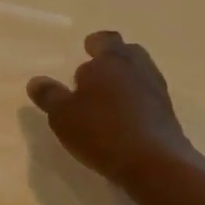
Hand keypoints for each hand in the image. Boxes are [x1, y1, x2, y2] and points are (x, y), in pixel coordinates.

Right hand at [28, 31, 204, 191]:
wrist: (155, 164)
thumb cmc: (102, 131)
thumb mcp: (63, 115)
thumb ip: (49, 96)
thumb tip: (36, 81)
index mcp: (111, 60)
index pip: (105, 40)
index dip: (95, 44)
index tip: (87, 50)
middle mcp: (137, 69)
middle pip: (128, 53)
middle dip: (113, 60)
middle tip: (96, 74)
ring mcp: (157, 92)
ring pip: (141, 75)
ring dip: (126, 82)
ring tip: (108, 99)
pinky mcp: (168, 116)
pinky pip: (149, 99)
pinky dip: (138, 103)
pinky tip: (124, 120)